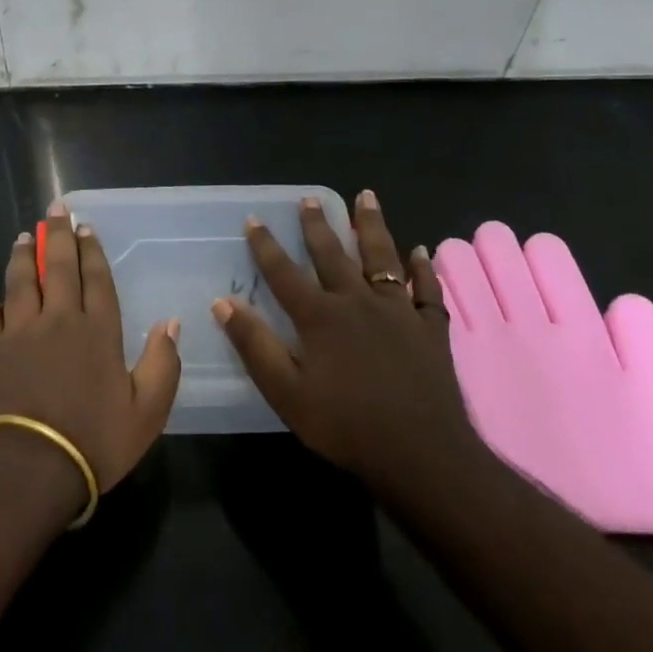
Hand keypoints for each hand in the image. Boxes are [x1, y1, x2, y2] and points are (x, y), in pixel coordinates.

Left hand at [0, 205, 182, 500]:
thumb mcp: (147, 412)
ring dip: (24, 255)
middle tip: (55, 209)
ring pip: (21, 281)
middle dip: (59, 235)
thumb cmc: (94, 441)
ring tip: (25, 236)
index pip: (96, 278)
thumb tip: (172, 323)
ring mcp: (20, 332)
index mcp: (98, 330)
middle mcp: (58, 319)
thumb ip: (163, 364)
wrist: (30, 468)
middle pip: (59, 267)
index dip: (91, 250)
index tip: (86, 226)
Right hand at [211, 191, 491, 501]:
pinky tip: (422, 251)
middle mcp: (357, 301)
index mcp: (320, 316)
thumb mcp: (285, 391)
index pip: (284, 272)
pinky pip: (427, 290)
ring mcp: (398, 311)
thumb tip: (222, 303)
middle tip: (309, 199)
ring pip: (382, 257)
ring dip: (372, 226)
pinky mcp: (430, 328)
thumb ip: (254, 345)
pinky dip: (424, 269)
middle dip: (318, 225)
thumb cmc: (345, 425)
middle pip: (333, 254)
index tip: (253, 219)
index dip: (265, 245)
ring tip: (367, 196)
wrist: (421, 455)